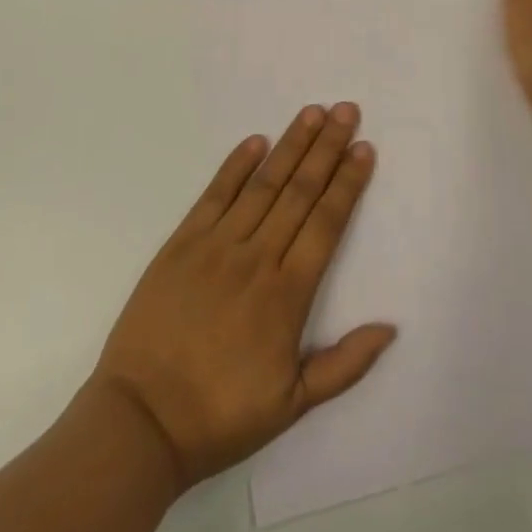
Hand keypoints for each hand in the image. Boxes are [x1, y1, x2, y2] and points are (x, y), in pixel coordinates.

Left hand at [92, 104, 394, 490]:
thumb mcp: (292, 405)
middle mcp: (257, 258)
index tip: (364, 148)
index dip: (347, 182)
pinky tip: (256, 141)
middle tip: (347, 110)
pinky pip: (214, 194)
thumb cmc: (220, 415)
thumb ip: (344, 364)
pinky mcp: (182, 242)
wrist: (141, 421)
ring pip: (263, 184)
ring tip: (313, 112)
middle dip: (327, 148)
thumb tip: (390, 327)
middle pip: (300, 191)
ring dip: (291, 145)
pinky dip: (236, 164)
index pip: (326, 223)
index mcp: (287, 295)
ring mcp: (217, 245)